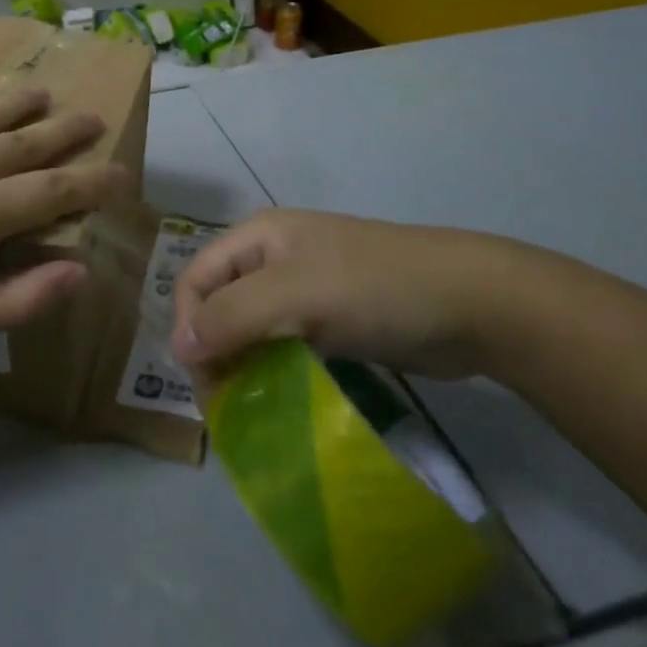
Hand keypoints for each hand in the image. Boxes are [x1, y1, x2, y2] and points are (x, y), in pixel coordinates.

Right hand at [170, 210, 563, 381]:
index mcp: (257, 237)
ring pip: (250, 329)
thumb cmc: (372, 288)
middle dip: (213, 349)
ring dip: (240, 365)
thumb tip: (177, 348)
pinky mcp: (330, 322)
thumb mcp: (294, 295)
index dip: (188, 324)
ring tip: (246, 410)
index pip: (197, 278)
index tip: (201, 377)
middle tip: (224, 405)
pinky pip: (283, 346)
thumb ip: (231, 317)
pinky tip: (277, 402)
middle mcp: (272, 259)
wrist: (469, 303)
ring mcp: (304, 290)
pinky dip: (271, 372)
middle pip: (219, 303)